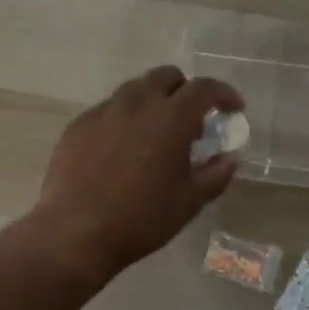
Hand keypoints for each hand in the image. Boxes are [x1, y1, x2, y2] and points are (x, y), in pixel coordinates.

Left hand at [32, 65, 243, 277]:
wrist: (75, 232)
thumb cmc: (141, 219)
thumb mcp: (190, 201)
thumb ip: (216, 173)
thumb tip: (230, 156)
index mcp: (171, 118)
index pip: (204, 88)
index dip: (224, 93)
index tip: (233, 108)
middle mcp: (137, 103)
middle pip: (166, 76)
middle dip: (185, 89)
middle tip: (192, 118)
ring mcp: (104, 111)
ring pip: (135, 89)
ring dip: (153, 100)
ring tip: (156, 132)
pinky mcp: (79, 124)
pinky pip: (109, 109)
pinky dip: (125, 118)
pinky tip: (123, 148)